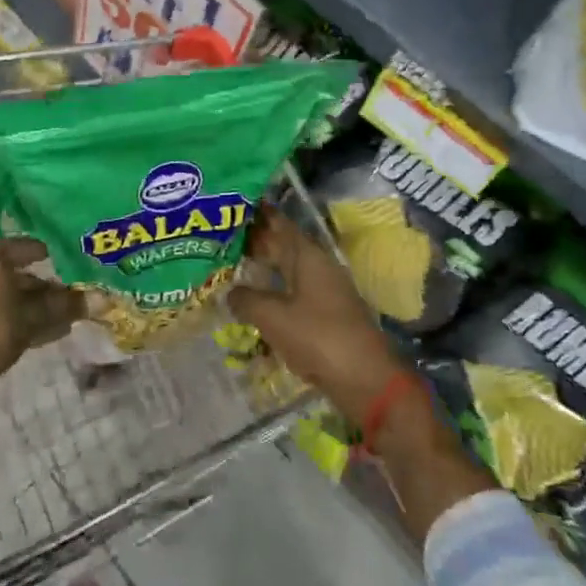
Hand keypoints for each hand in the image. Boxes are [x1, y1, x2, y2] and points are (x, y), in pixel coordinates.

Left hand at [0, 239, 86, 385]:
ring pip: (13, 294)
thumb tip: (99, 300)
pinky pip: (2, 310)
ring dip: (40, 307)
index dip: (59, 260)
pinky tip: (51, 332)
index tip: (80, 273)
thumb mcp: (34, 316)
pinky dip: (23, 318)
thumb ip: (65, 305)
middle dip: (51, 289)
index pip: (32, 248)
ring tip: (70, 320)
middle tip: (79, 301)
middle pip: (22, 273)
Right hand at [228, 207, 406, 424]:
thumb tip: (229, 291)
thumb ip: (245, 299)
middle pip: (282, 245)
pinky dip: (273, 291)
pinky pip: (293, 293)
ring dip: (263, 267)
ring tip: (231, 268)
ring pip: (287, 270)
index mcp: (307, 256)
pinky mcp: (325, 314)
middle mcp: (317, 266)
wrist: (365, 379)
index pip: (278, 223)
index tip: (230, 206)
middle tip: (220, 239)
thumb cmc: (318, 338)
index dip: (256, 214)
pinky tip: (255, 301)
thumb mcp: (272, 317)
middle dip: (254, 241)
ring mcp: (324, 290)